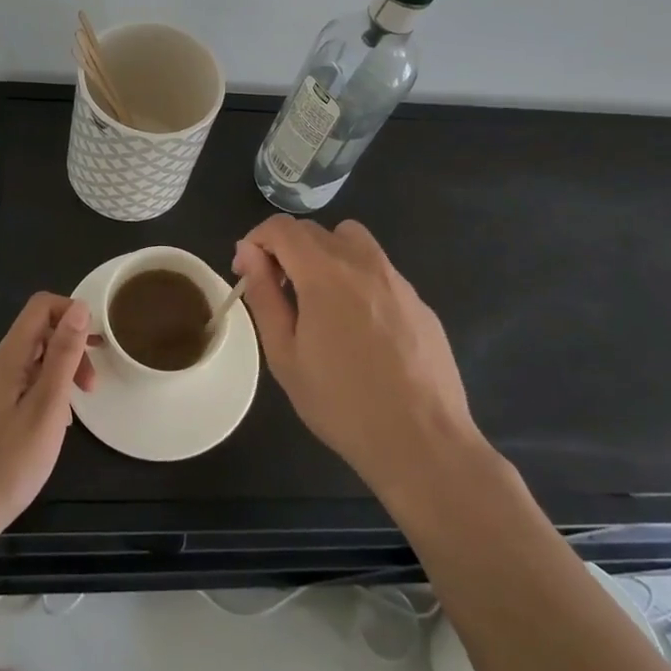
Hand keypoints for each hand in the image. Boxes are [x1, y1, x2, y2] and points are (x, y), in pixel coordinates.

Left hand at [0, 293, 95, 545]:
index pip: (40, 307)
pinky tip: (51, 428)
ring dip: (59, 374)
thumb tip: (79, 307)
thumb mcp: (46, 409)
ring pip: (31, 362)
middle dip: (71, 349)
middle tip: (92, 387)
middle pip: (38, 333)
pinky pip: (20, 387)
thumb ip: (63, 356)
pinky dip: (43, 395)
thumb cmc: (6, 466)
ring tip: (74, 414)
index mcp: (7, 359)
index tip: (96, 344)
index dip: (72, 313)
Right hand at [234, 215, 483, 502]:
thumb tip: (249, 254)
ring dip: (325, 254)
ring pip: (352, 240)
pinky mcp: (420, 301)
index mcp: (324, 272)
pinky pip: (379, 271)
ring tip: (319, 299)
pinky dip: (358, 279)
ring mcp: (397, 279)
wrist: (424, 442)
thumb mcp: (285, 355)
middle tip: (277, 291)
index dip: (256, 241)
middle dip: (286, 249)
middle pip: (314, 230)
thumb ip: (264, 296)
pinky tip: (360, 328)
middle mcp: (363, 262)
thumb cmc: (342, 403)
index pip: (281, 227)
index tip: (247, 272)